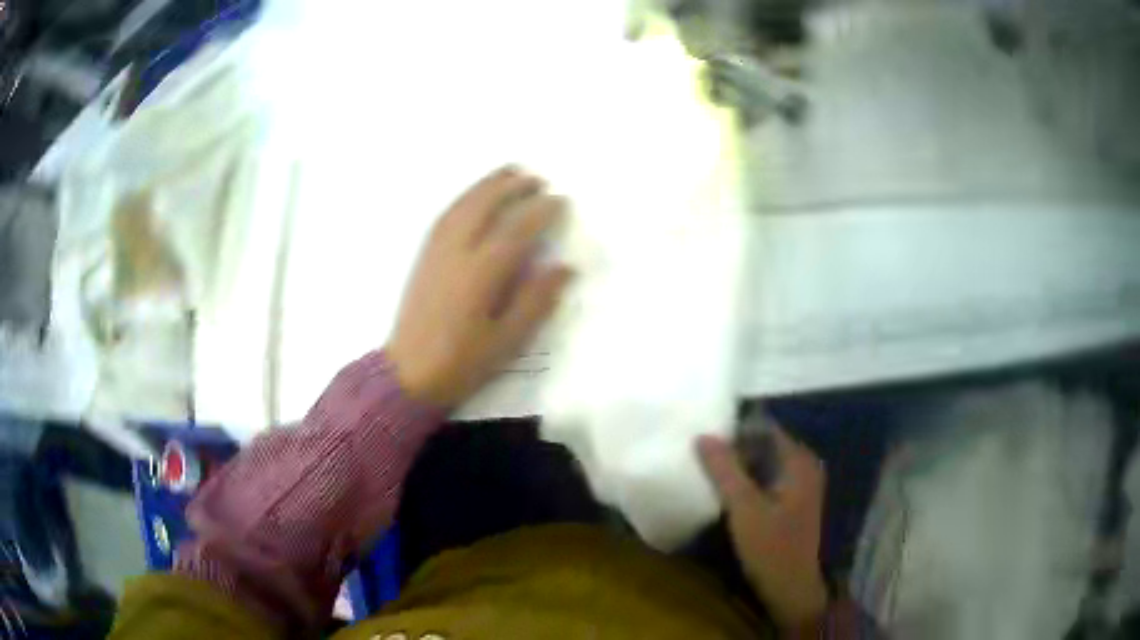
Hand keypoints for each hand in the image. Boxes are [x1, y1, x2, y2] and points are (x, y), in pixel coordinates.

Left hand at [386, 166, 572, 407]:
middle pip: (485, 206)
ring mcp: (436, 252)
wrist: (409, 375)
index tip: (560, 201)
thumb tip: (564, 267)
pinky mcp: (424, 257)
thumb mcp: (508, 341)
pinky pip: (445, 216)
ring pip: (462, 206)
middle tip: (537, 178)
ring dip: (486, 185)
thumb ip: (536, 301)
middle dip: (512, 187)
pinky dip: (464, 199)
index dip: (541, 212)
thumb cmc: (463, 363)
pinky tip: (474, 197)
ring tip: (508, 172)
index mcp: (480, 274)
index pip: (516, 230)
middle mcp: (456, 253)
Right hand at [697, 428, 828, 632]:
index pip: (765, 427)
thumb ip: (725, 470)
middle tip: (702, 451)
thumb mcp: (744, 507)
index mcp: (799, 461)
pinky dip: (749, 480)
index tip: (706, 433)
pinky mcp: (793, 503)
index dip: (736, 428)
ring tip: (708, 467)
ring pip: (765, 463)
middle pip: (766, 444)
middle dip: (736, 447)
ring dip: (740, 465)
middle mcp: (804, 466)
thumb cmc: (770, 546)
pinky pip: (768, 479)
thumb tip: (703, 435)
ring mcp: (801, 485)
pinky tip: (726, 489)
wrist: (791, 587)